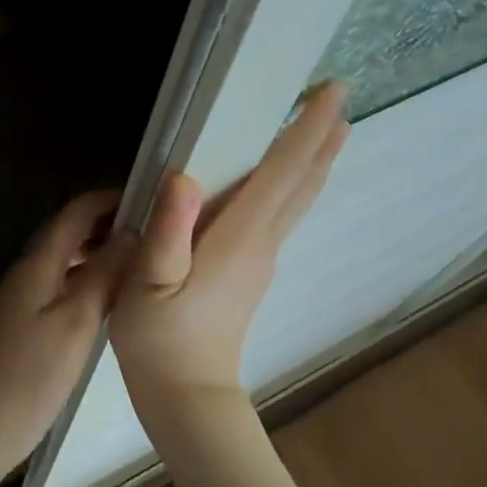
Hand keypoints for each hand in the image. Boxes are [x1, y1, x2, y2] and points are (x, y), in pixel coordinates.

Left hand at [0, 190, 135, 477]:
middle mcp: (28, 270)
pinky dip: (86, 275)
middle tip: (150, 227)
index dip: (107, 200)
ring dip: (97, 249)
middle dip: (105, 223)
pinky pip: (61, 281)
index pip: (74, 214)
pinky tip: (110, 293)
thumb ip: (103, 274)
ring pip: (65, 258)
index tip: (146, 197)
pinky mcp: (27, 317)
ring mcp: (24, 294)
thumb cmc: (35, 372)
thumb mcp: (77, 321)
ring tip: (138, 256)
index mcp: (37, 263)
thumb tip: (131, 233)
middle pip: (67, 232)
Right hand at [111, 82, 350, 418]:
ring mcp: (261, 258)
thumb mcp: (147, 284)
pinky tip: (284, 179)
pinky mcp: (251, 271)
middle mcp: (261, 242)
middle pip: (302, 183)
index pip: (282, 172)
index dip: (306, 129)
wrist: (187, 395)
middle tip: (338, 98)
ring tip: (328, 128)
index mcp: (240, 237)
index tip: (331, 92)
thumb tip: (184, 176)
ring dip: (313, 160)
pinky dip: (294, 184)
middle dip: (321, 138)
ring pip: (297, 199)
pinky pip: (281, 214)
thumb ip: (167, 232)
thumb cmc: (161, 339)